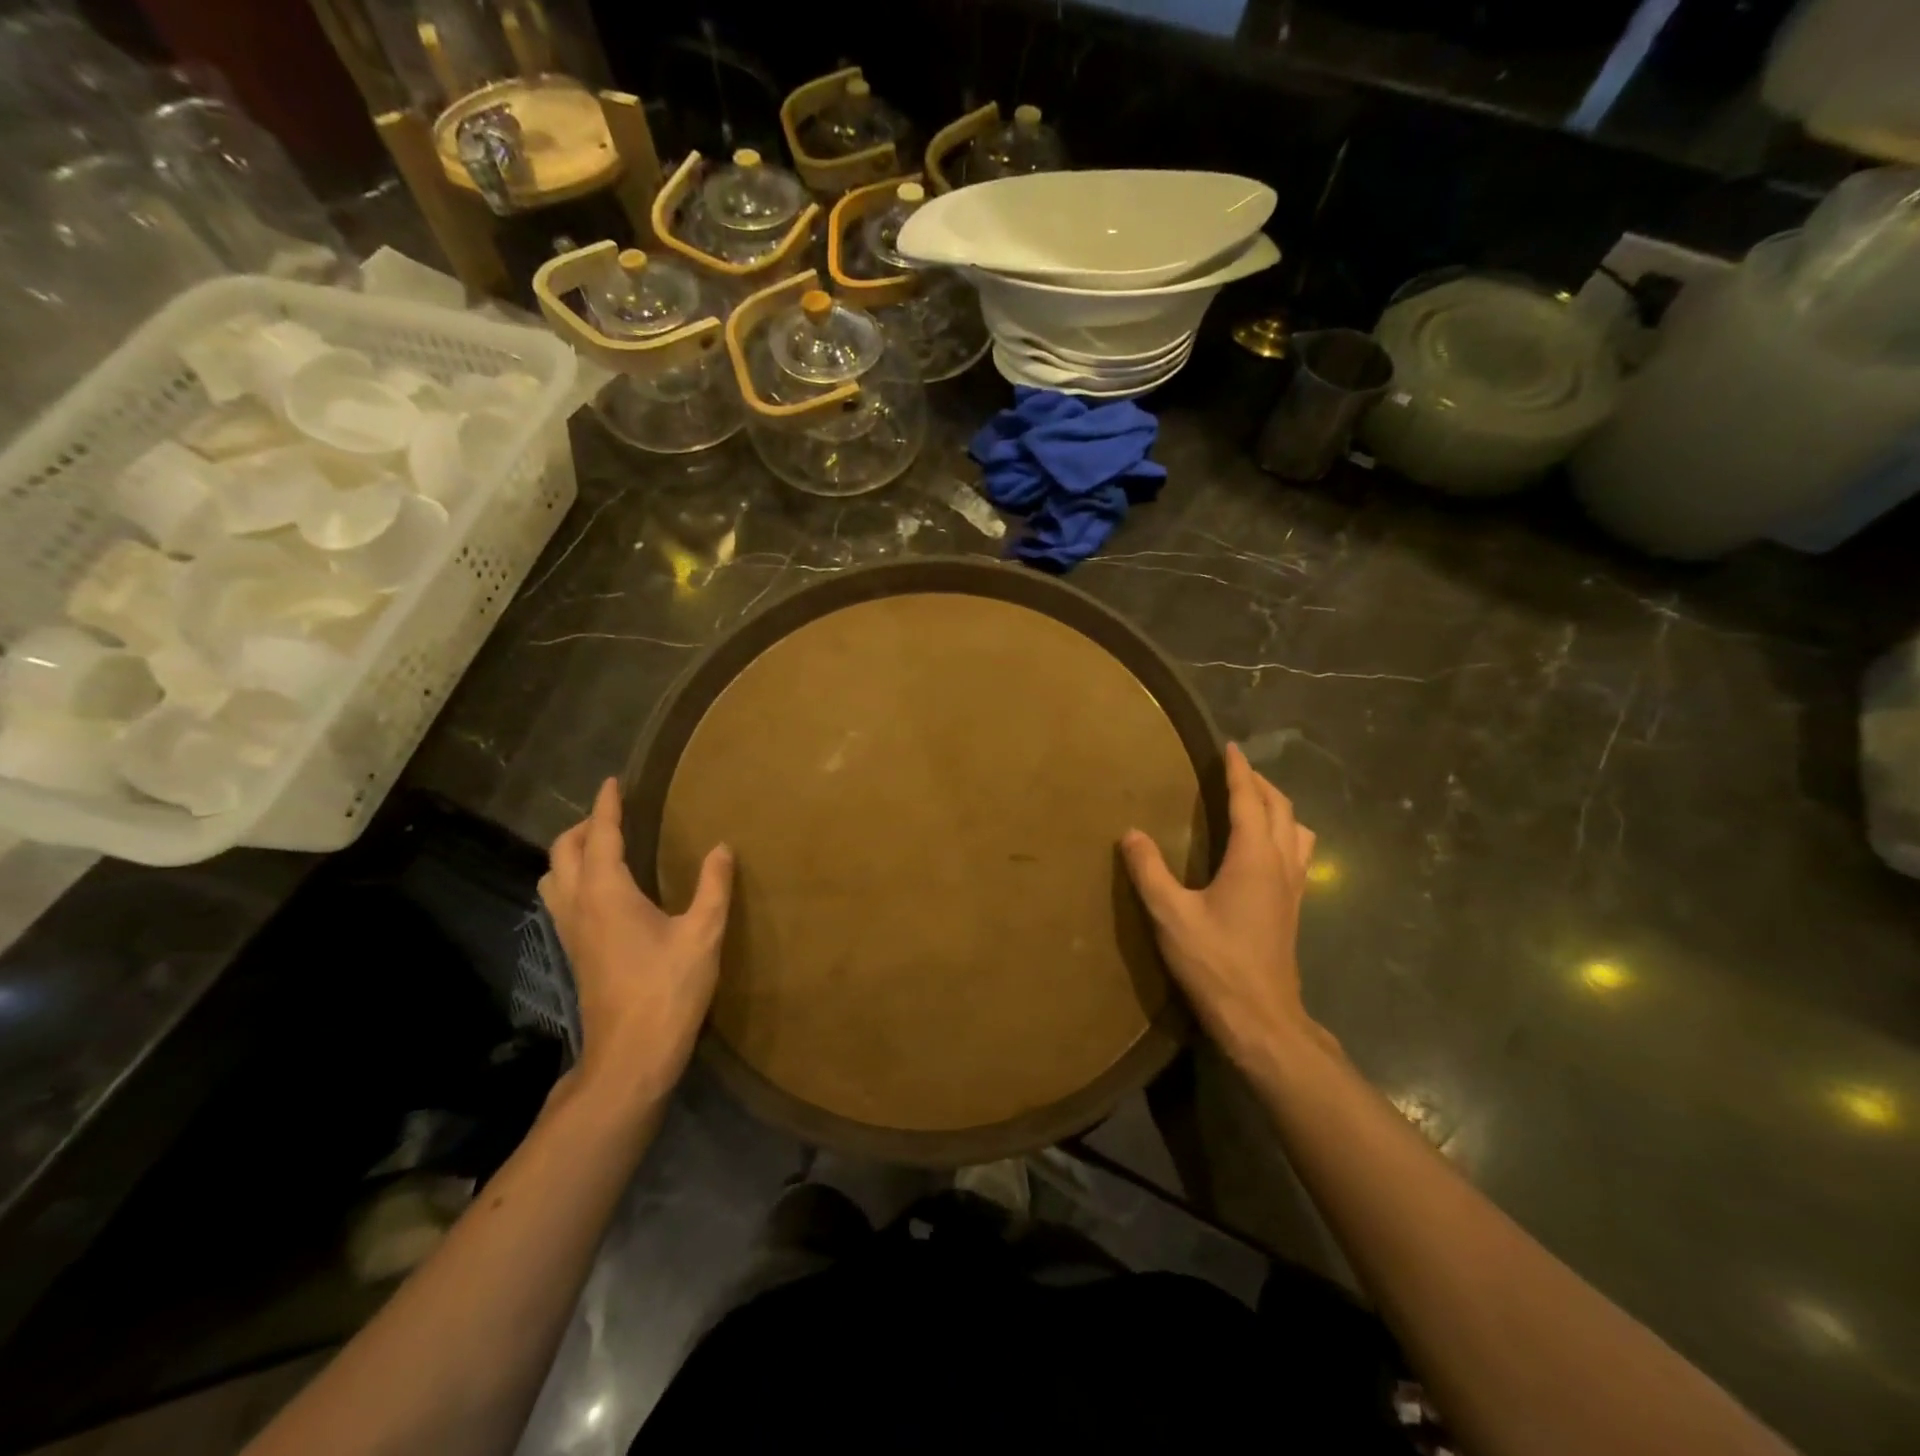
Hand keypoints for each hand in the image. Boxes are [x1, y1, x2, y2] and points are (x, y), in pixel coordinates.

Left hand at [539, 778, 733, 1114]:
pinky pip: (561, 899)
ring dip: (571, 853)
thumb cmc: (668, 989)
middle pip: (563, 851)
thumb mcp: (703, 934)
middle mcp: (578, 905)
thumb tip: (722, 848)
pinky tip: (603, 891)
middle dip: (583, 826)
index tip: (613, 782)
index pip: (600, 835)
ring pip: (553, 877)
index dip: (607, 806)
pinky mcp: (574, 952)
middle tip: (613, 815)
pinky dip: (573, 878)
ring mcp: (570, 931)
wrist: (631, 1054)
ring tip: (603, 847)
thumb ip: (713, 886)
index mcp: (607, 893)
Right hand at [1120, 742, 1334, 1071]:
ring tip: (1255, 804)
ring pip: (1298, 831)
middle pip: (1281, 809)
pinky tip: (1265, 850)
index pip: (1250, 800)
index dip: (1239, 771)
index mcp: (1254, 857)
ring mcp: (1294, 887)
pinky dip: (1285, 834)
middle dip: (1260, 783)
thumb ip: (1149, 870)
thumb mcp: (1170, 915)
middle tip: (1236, 770)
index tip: (1229, 747)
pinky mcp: (1294, 908)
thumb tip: (1130, 832)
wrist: (1261, 1019)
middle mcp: (1281, 864)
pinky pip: (1299, 854)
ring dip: (1279, 808)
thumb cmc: (1216, 963)